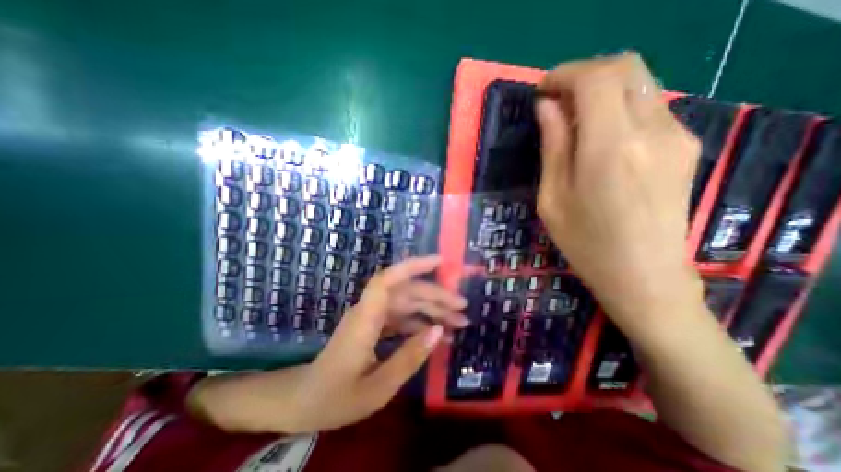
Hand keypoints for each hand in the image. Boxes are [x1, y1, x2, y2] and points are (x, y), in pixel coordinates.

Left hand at [292, 255, 458, 432]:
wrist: (305, 401)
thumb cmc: (336, 398)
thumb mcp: (377, 388)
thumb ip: (409, 358)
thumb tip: (439, 331)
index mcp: (365, 319)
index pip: (388, 279)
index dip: (413, 266)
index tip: (440, 261)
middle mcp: (370, 310)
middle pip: (406, 292)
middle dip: (436, 296)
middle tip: (463, 308)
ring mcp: (373, 317)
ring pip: (407, 303)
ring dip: (432, 310)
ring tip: (459, 322)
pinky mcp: (375, 325)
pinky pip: (402, 318)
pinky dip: (421, 324)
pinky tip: (439, 334)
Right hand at [535, 52, 703, 330]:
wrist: (644, 276)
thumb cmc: (585, 243)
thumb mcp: (553, 198)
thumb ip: (553, 146)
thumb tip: (547, 107)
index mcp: (611, 148)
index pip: (595, 79)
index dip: (564, 75)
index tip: (541, 91)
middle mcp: (653, 131)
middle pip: (625, 68)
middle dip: (583, 74)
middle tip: (555, 101)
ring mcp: (677, 135)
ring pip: (640, 83)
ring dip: (601, 89)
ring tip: (572, 118)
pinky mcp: (685, 145)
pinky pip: (649, 105)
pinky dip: (618, 105)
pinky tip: (599, 133)